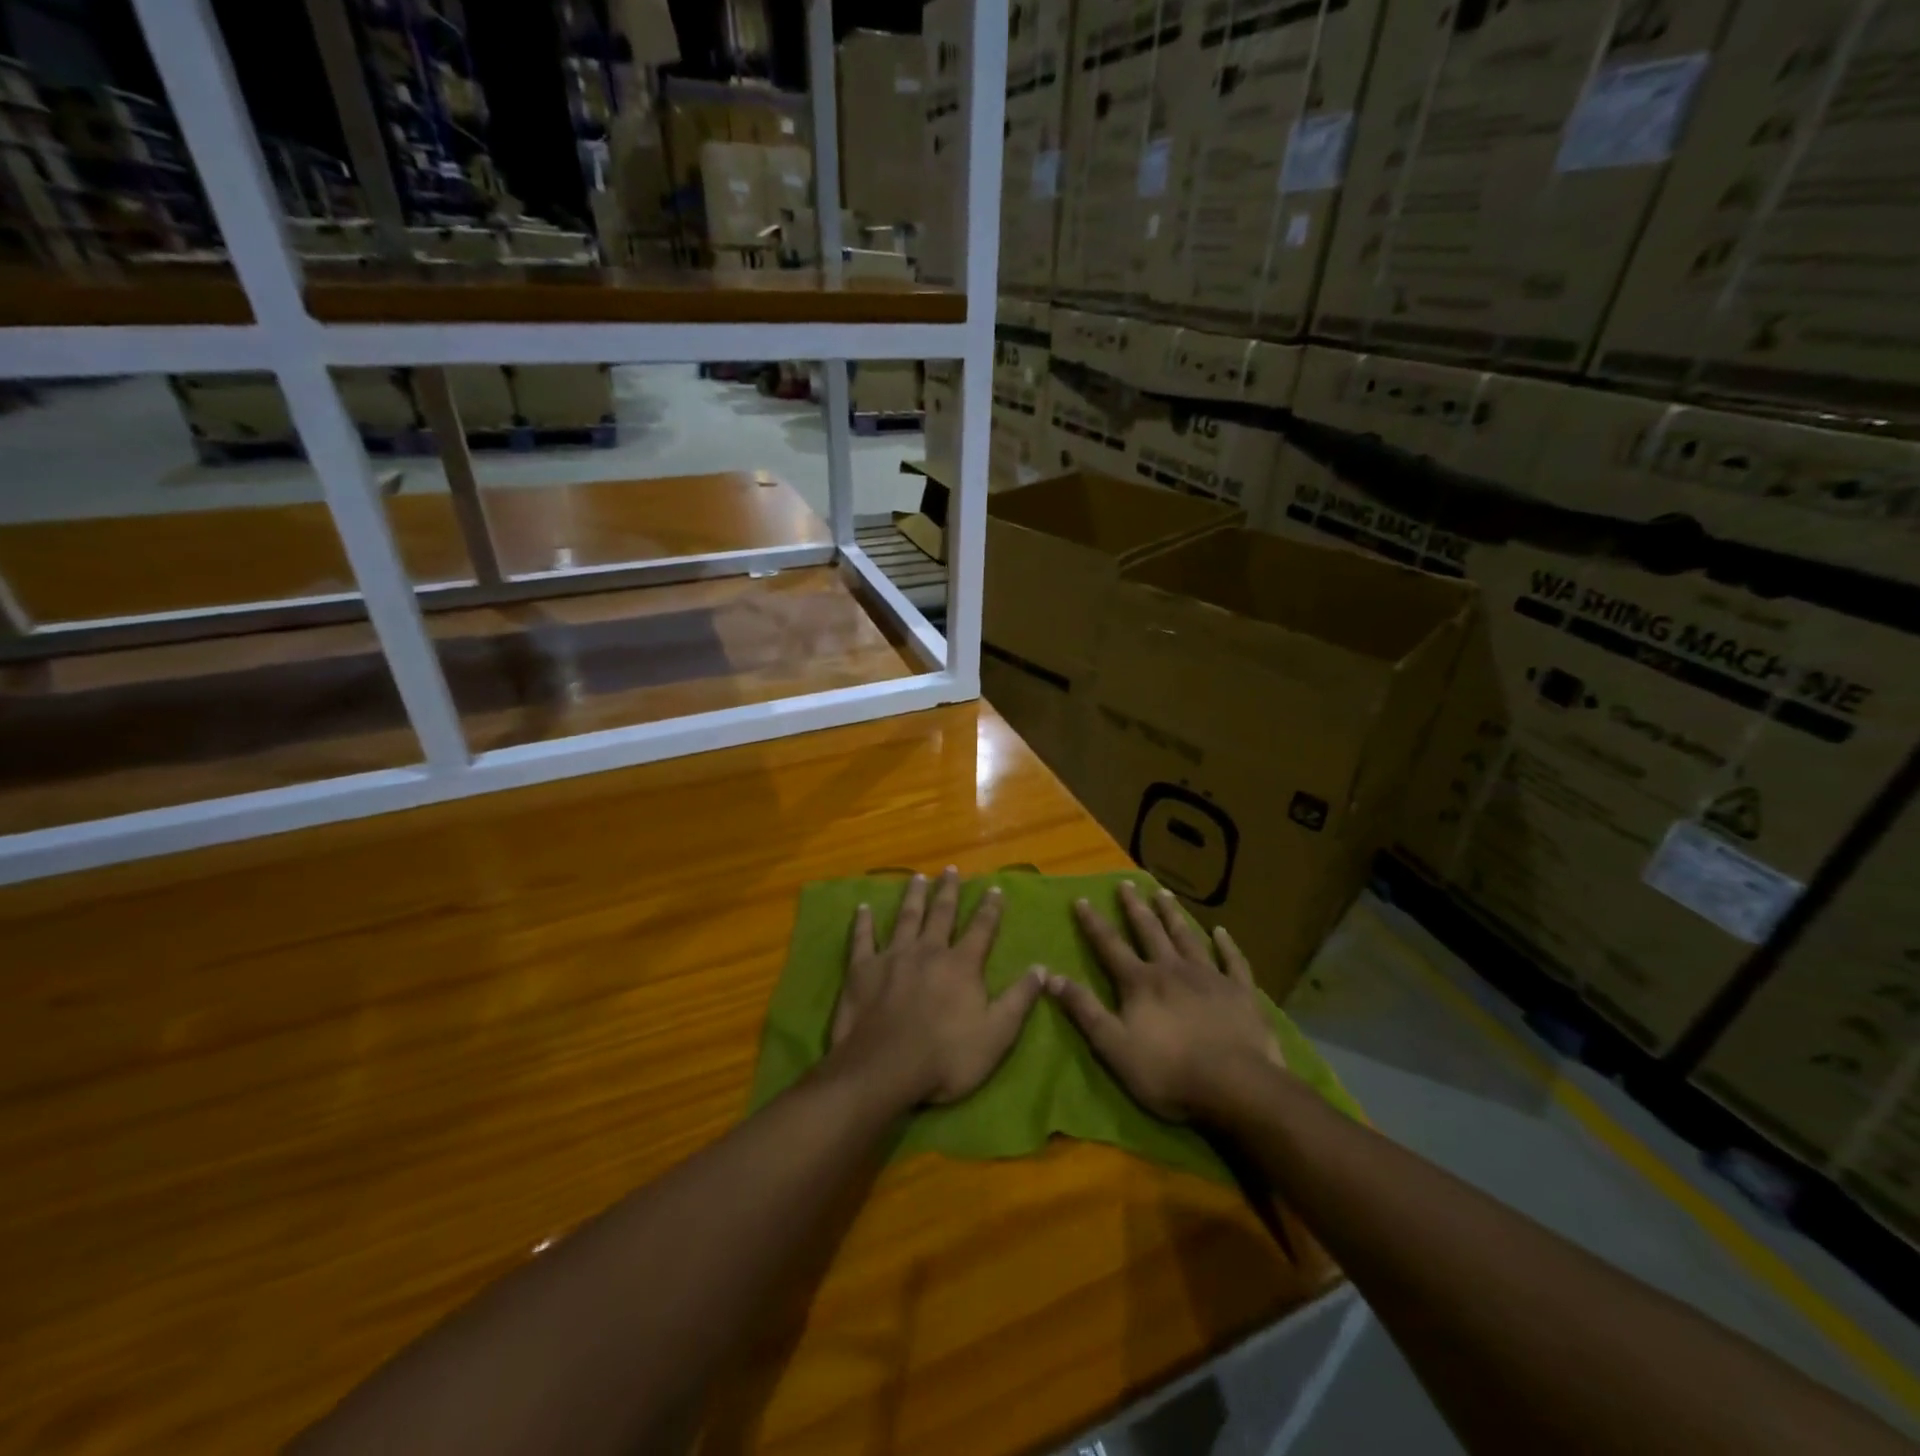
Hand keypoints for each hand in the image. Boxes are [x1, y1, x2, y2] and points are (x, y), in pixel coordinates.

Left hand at [828, 867, 1043, 1109]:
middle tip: (951, 869)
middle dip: (948, 891)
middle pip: (941, 913)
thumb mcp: (996, 1035)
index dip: (990, 908)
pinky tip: (863, 907)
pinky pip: (863, 938)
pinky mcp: (862, 969)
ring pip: (906, 917)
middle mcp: (928, 951)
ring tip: (918, 877)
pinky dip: (863, 921)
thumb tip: (1042, 968)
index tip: (994, 888)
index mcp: (961, 965)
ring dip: (913, 896)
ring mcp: (893, 956)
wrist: (884, 1069)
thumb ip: (1019, 999)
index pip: (981, 929)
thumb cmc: (946, 1058)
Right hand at [1045, 882, 1286, 1121]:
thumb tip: (1050, 976)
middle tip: (1126, 883)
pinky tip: (1222, 932)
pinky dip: (1227, 945)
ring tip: (1163, 893)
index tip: (1083, 899)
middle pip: (1149, 931)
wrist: (1235, 1085)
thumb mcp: (1113, 1046)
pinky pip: (1232, 961)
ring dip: (1173, 915)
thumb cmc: (1168, 1071)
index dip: (1094, 923)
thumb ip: (1084, 1010)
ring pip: (1187, 937)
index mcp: (1140, 983)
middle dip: (1135, 907)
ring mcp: (1209, 977)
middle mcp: (1172, 969)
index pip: (1110, 946)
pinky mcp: (1240, 992)